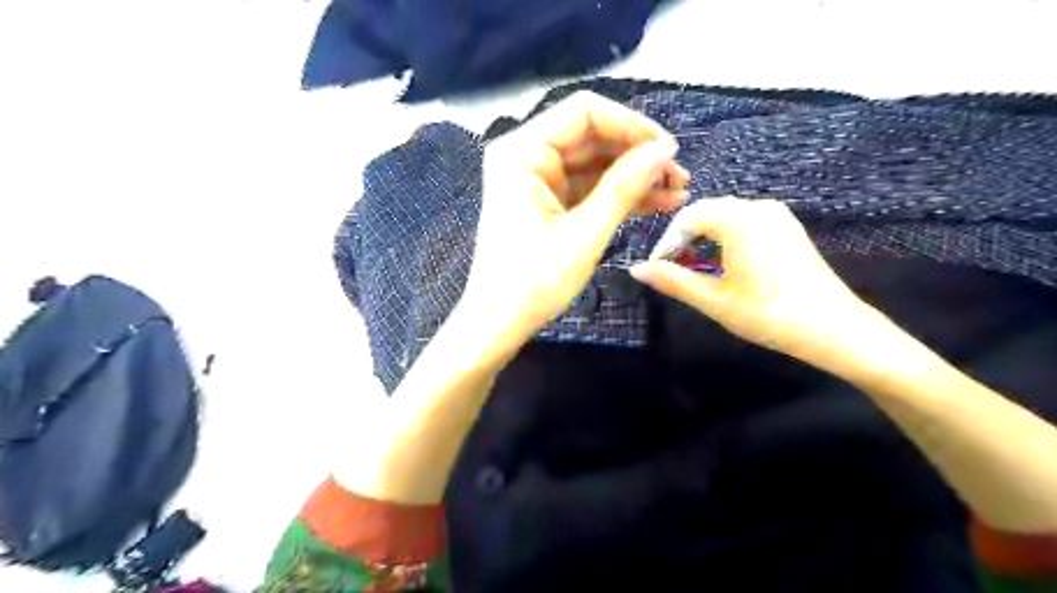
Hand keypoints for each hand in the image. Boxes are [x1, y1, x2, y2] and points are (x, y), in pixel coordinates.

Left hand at [458, 91, 690, 363]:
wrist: (499, 324)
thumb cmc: (534, 282)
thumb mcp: (584, 233)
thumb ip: (624, 187)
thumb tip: (664, 151)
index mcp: (522, 152)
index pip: (584, 112)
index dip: (631, 125)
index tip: (668, 150)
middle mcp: (526, 156)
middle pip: (592, 137)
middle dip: (637, 155)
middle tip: (679, 177)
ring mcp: (537, 180)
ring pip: (594, 164)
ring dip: (634, 177)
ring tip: (676, 194)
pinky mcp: (547, 203)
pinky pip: (588, 188)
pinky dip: (618, 195)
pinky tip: (655, 203)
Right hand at [631, 197, 870, 360]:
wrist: (832, 328)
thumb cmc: (767, 313)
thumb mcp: (713, 299)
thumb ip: (672, 280)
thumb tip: (635, 269)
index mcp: (739, 218)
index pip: (687, 217)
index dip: (666, 243)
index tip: (656, 269)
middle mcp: (758, 207)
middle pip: (706, 212)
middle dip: (683, 239)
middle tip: (670, 270)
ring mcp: (777, 216)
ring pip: (724, 217)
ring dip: (702, 238)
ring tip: (692, 269)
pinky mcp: (787, 228)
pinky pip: (744, 222)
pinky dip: (724, 238)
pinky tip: (721, 264)